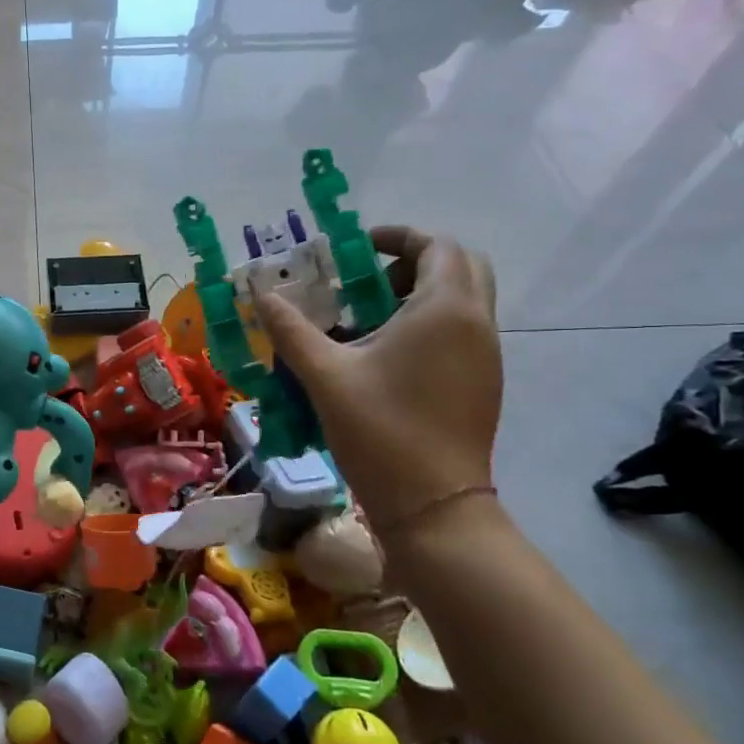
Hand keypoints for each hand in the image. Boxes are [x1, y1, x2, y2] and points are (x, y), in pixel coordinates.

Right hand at [257, 225, 500, 535]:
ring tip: (366, 319)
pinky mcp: (482, 382)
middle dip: (412, 261)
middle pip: (459, 265)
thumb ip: (290, 328)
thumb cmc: (380, 430)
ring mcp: (485, 356)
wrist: (434, 506)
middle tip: (365, 281)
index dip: (396, 236)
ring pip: (462, 300)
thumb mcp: (324, 374)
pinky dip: (428, 324)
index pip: (436, 245)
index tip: (354, 249)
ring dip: (419, 293)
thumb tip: (257, 293)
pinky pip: (460, 331)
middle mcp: (476, 324)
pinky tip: (384, 356)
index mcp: (445, 310)